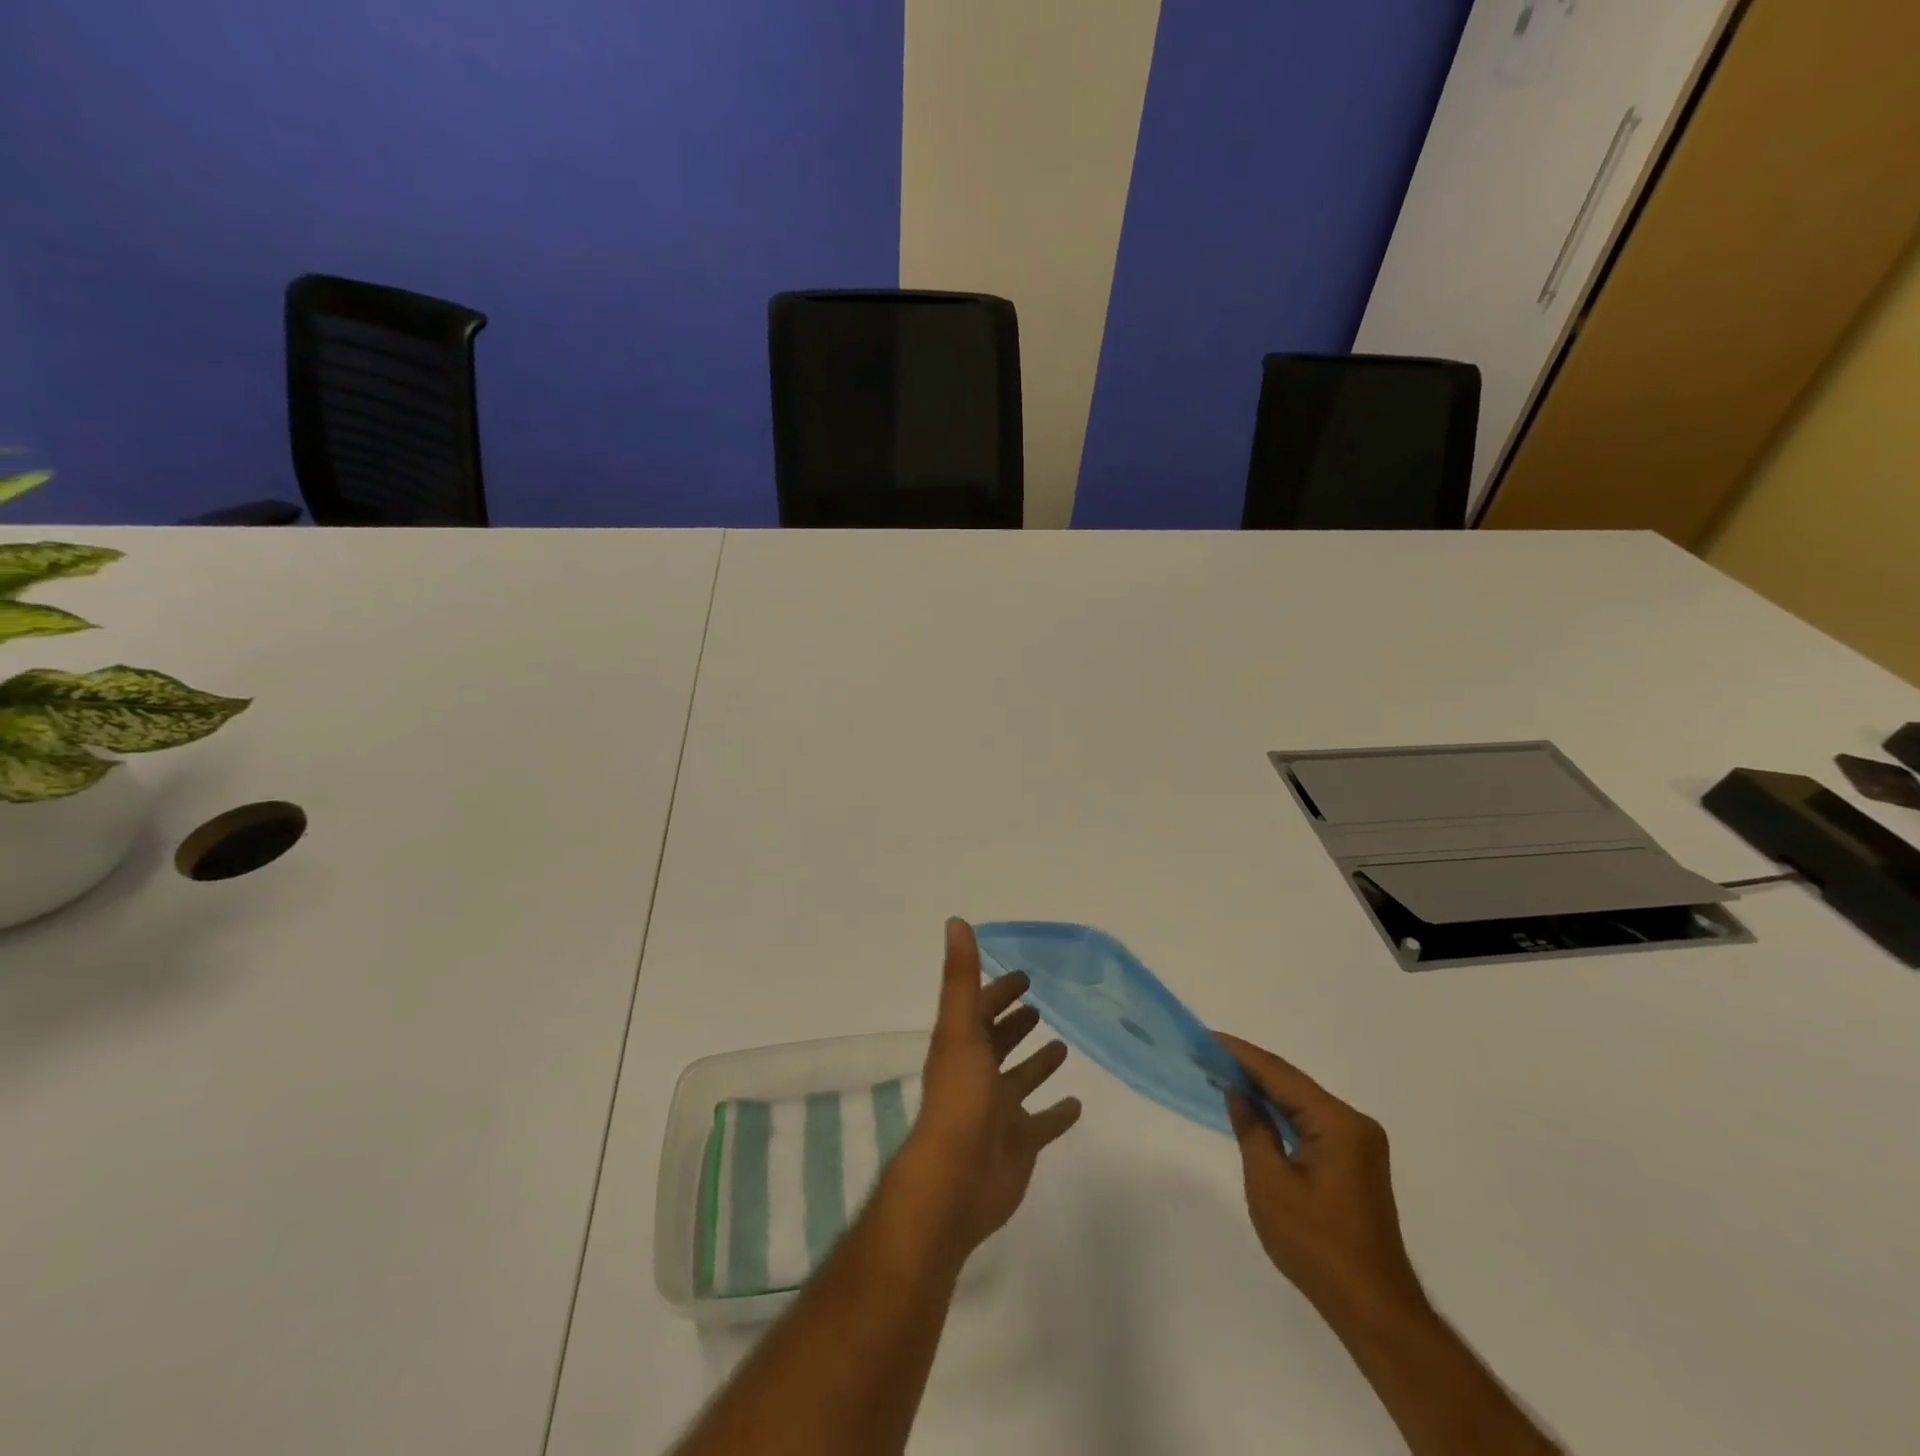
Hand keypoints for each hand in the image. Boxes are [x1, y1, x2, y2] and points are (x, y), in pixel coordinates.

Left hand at [894, 919, 1082, 1258]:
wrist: (957, 1181)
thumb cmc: (959, 1099)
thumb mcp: (960, 1029)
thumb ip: (961, 977)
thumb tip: (956, 920)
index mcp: (963, 1047)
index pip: (982, 1010)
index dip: (999, 991)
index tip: (1024, 975)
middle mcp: (978, 1075)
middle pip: (999, 1042)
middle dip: (1016, 1023)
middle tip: (1040, 1005)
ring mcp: (998, 1112)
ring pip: (1021, 1080)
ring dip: (1037, 1063)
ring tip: (1063, 1046)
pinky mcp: (1019, 1144)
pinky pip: (1042, 1125)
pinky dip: (1057, 1114)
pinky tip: (1078, 1104)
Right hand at [1216, 1033, 1427, 1322]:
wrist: (1373, 1310)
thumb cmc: (1317, 1245)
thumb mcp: (1270, 1183)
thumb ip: (1252, 1129)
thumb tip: (1238, 1092)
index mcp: (1338, 1123)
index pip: (1280, 1075)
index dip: (1240, 1055)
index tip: (1206, 1039)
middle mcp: (1354, 1124)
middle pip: (1293, 1085)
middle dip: (1249, 1069)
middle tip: (1206, 1054)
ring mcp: (1358, 1144)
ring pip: (1302, 1104)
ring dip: (1264, 1091)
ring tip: (1221, 1074)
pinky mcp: (1355, 1164)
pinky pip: (1311, 1124)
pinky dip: (1281, 1115)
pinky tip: (1255, 1110)